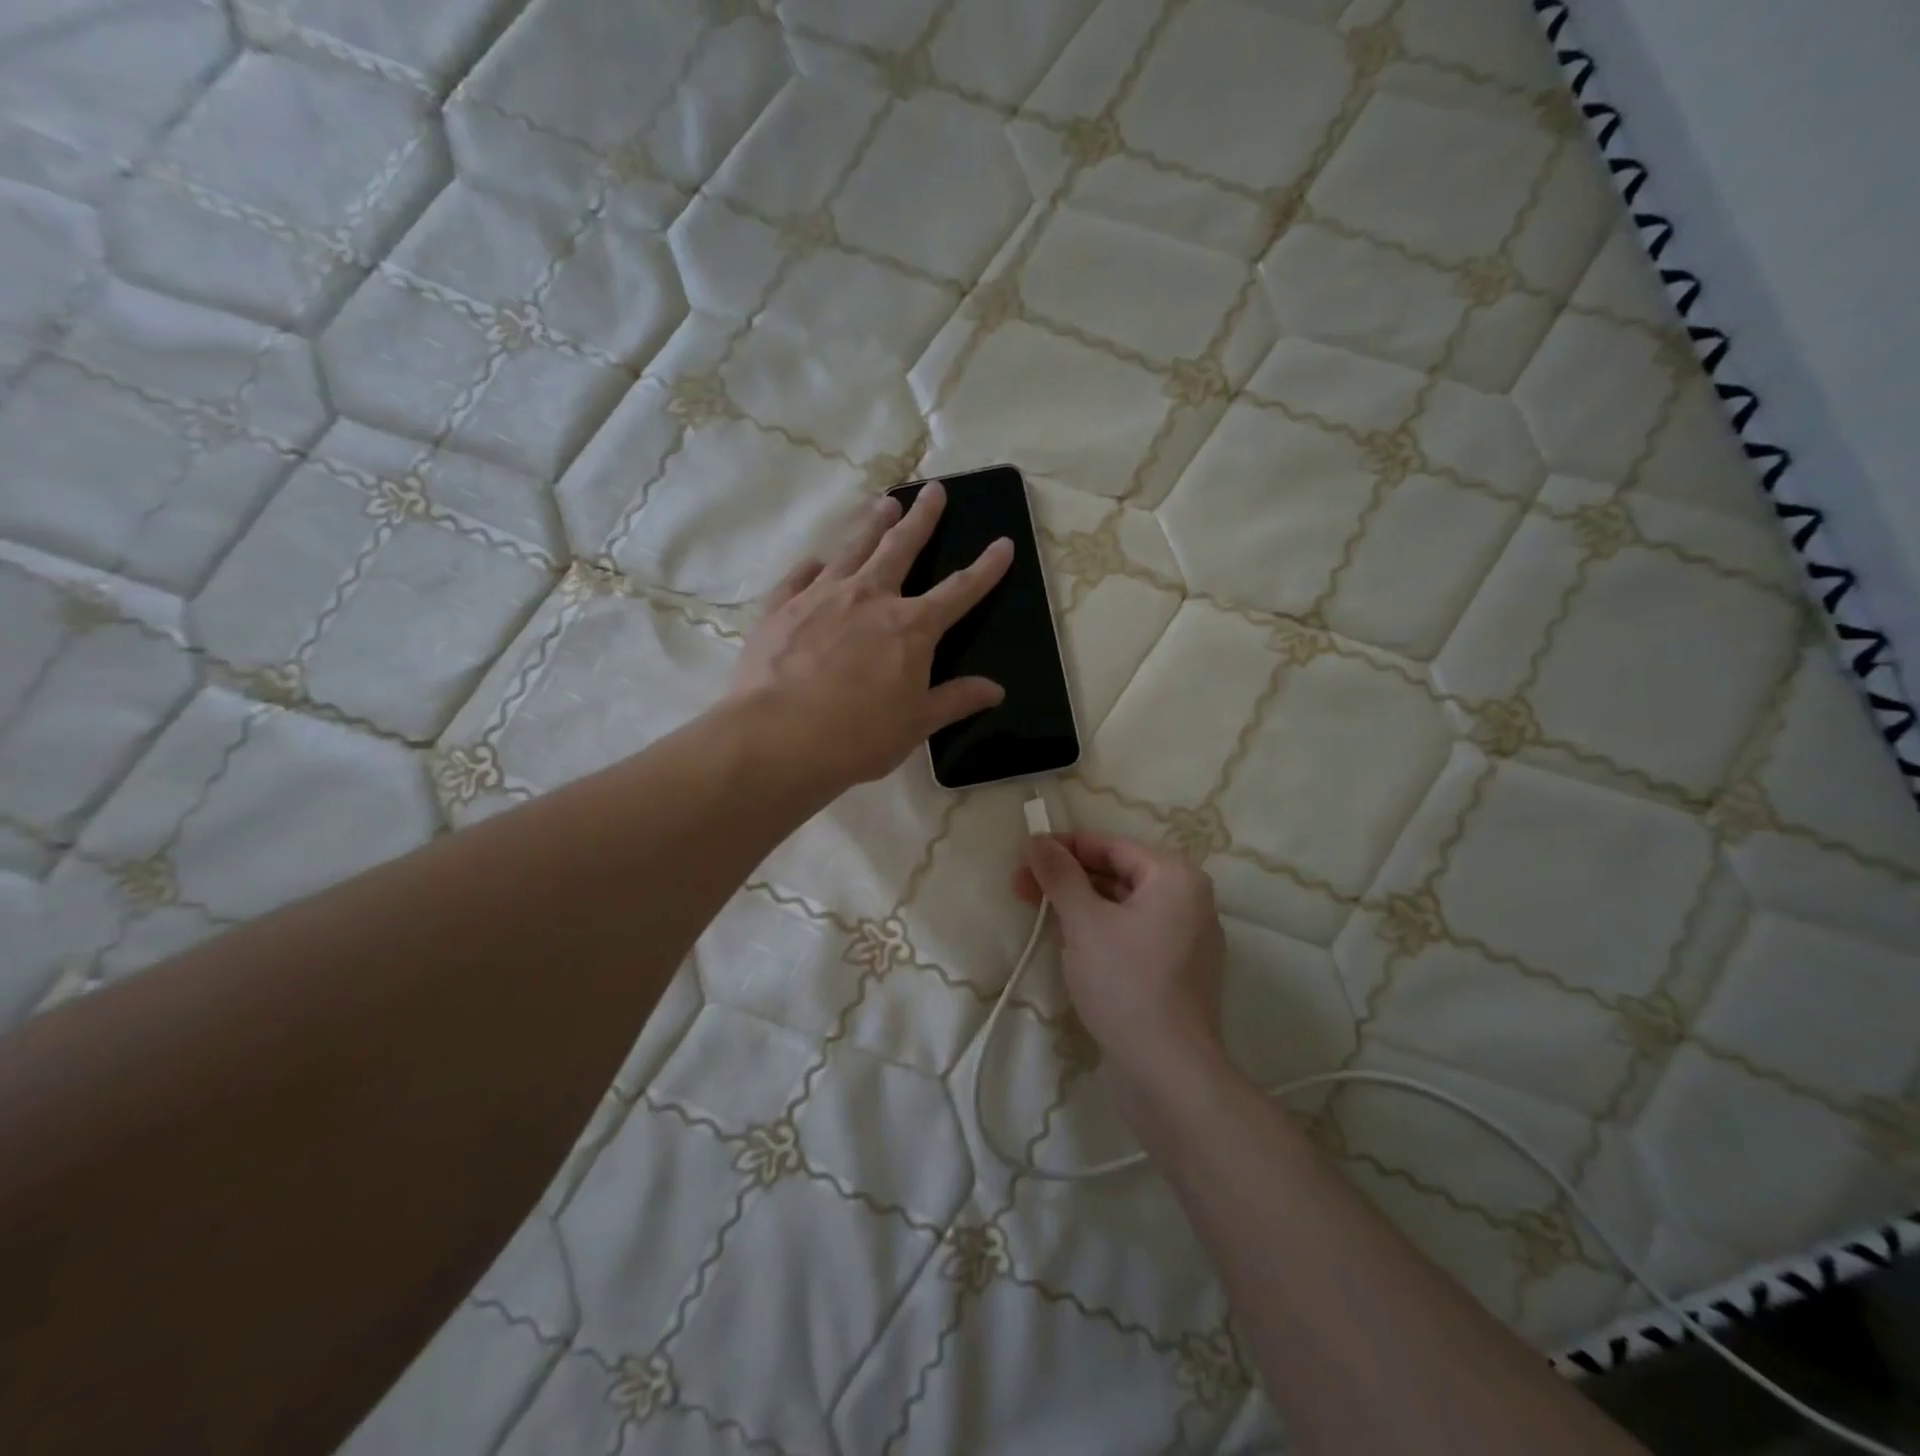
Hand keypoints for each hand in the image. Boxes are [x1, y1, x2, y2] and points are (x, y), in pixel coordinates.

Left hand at [731, 481, 1014, 791]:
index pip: (959, 591)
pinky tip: (817, 561)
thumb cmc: (857, 738)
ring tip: (884, 502)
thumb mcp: (916, 725)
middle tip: (934, 490)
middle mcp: (870, 598)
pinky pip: (800, 576)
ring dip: (872, 523)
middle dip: (923, 518)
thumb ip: (956, 701)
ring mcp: (821, 596)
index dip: (986, 568)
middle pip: (902, 547)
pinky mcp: (781, 606)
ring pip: (853, 548)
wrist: (777, 739)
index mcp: (911, 627)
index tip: (1004, 543)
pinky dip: (813, 566)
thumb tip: (996, 690)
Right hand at [1015, 833, 1227, 1088]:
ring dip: (1081, 905)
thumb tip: (1038, 839)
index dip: (1064, 847)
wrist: (1169, 1073)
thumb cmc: (1126, 984)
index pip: (1111, 846)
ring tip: (1038, 913)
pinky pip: (1134, 934)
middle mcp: (1190, 899)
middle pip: (1118, 874)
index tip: (1024, 854)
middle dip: (1068, 878)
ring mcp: (1188, 938)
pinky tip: (1071, 943)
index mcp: (1175, 877)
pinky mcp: (1179, 971)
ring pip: (1124, 906)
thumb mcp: (1084, 922)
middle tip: (1021, 887)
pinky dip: (1102, 931)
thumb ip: (1060, 875)